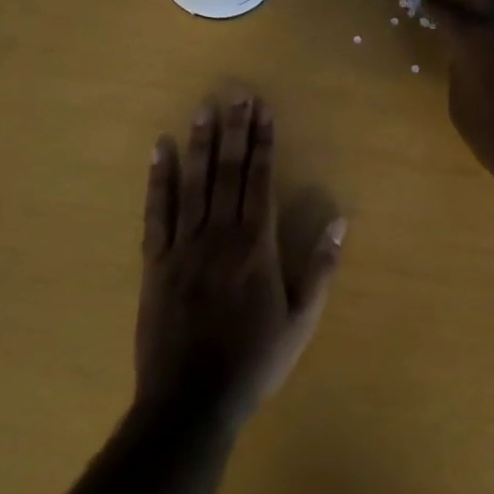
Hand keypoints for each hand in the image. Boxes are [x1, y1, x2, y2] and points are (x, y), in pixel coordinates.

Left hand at [136, 92, 344, 427]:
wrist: (191, 401)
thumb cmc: (254, 362)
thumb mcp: (302, 321)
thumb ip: (320, 268)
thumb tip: (339, 220)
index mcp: (256, 247)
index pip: (260, 181)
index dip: (263, 143)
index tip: (264, 110)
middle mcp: (219, 236)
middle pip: (229, 173)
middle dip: (235, 130)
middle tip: (237, 93)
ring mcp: (182, 247)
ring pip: (193, 184)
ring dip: (200, 144)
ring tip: (204, 108)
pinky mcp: (155, 263)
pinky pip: (156, 213)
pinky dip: (159, 180)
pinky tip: (161, 151)